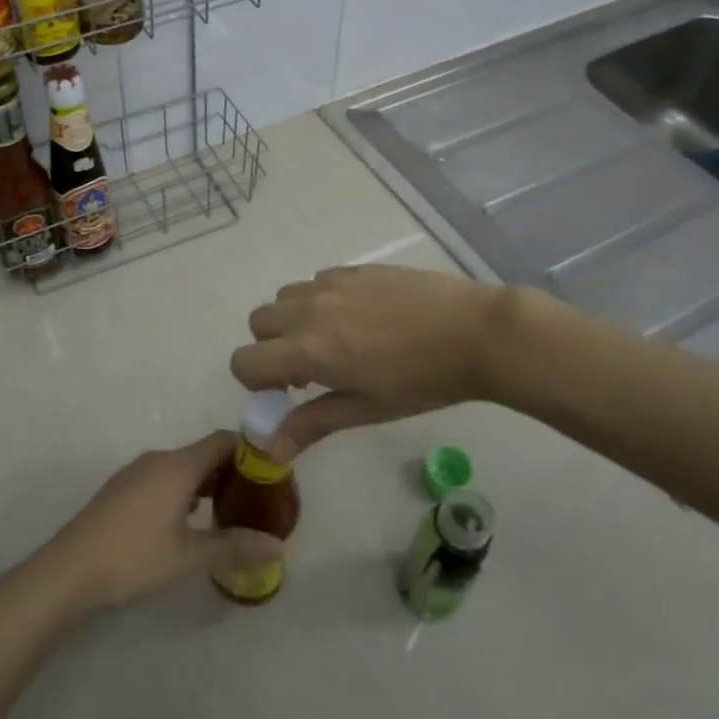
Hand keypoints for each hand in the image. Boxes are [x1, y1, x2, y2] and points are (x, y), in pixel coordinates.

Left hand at [40, 431, 283, 611]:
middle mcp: (158, 459)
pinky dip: (183, 491)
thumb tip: (278, 546)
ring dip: (206, 483)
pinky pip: (163, 478)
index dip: (250, 450)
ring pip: (182, 467)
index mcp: (178, 465)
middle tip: (255, 500)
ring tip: (228, 512)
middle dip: (231, 471)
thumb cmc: (134, 558)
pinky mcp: (122, 488)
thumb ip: (234, 546)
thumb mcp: (189, 556)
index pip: (223, 440)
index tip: (271, 473)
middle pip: (203, 453)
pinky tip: (188, 522)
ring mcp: (136, 472)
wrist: (69, 570)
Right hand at [230, 265, 515, 459]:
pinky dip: (320, 300)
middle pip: (258, 323)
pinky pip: (315, 281)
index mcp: (308, 350)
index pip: (244, 360)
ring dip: (293, 320)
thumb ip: (313, 423)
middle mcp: (308, 311)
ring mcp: (330, 284)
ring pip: (284, 298)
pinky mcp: (352, 269)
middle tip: (310, 367)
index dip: (256, 381)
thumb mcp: (367, 409)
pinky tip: (360, 317)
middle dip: (271, 347)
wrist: (474, 332)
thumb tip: (271, 449)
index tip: (289, 392)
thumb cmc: (422, 381)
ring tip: (334, 339)